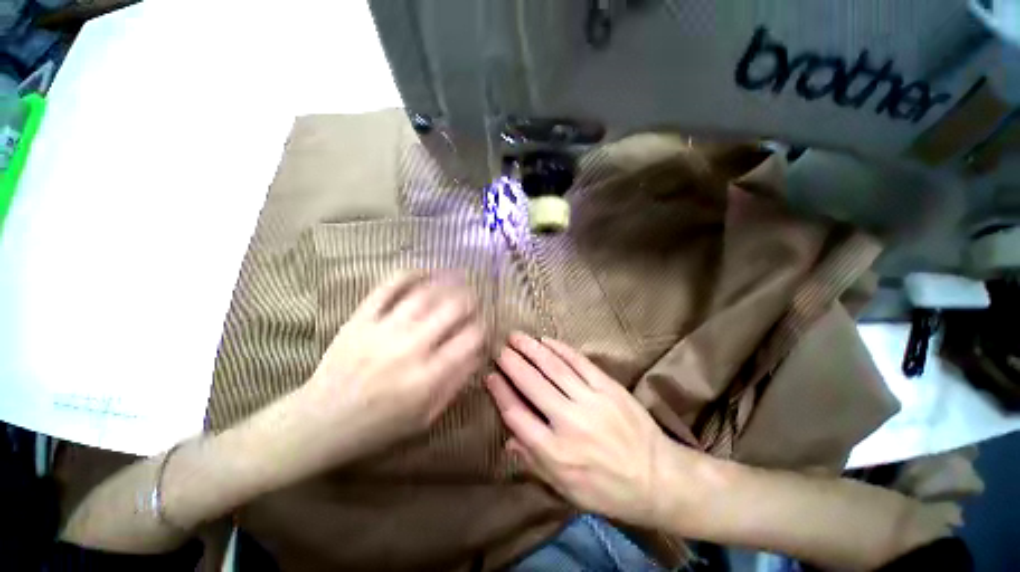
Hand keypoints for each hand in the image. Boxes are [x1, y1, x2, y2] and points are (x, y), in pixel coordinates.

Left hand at [305, 272, 484, 459]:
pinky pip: (387, 288)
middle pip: (452, 309)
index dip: (483, 327)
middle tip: (474, 298)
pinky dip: (409, 274)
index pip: (470, 339)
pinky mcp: (360, 319)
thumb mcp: (426, 416)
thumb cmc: (379, 426)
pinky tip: (424, 272)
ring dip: (447, 282)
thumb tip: (478, 352)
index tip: (482, 326)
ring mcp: (383, 330)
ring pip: (424, 294)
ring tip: (457, 278)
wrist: (319, 423)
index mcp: (428, 377)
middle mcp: (410, 349)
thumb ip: (456, 382)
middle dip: (470, 299)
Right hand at [485, 332, 674, 527]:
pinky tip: (547, 340)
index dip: (501, 393)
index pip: (517, 415)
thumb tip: (507, 440)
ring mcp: (591, 401)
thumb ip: (534, 462)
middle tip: (500, 350)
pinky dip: (561, 349)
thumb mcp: (566, 490)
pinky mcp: (608, 387)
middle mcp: (569, 422)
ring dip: (532, 350)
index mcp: (555, 452)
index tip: (490, 377)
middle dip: (512, 364)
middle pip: (532, 385)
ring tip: (516, 337)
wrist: (659, 479)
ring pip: (554, 368)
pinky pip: (579, 362)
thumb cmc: (607, 490)